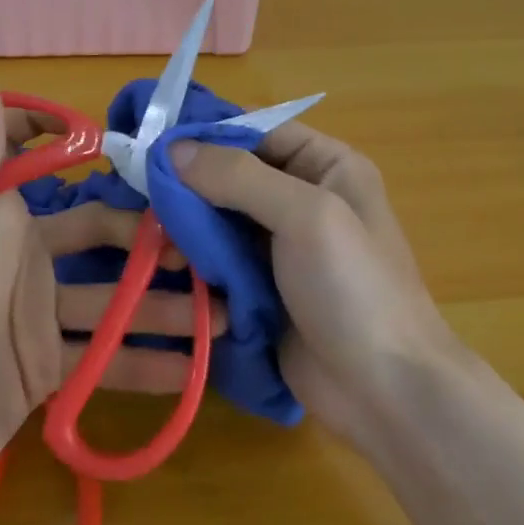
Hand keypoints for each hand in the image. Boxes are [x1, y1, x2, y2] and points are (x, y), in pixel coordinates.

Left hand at [0, 82, 226, 516]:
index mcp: (1, 219)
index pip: (45, 166)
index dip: (83, 150)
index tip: (144, 154)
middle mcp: (27, 259)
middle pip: (103, 238)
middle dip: (153, 240)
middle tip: (211, 247)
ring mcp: (38, 317)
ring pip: (114, 301)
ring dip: (164, 306)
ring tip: (223, 310)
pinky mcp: (46, 370)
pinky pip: (105, 360)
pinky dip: (145, 364)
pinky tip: (194, 369)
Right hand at [172, 123, 452, 442]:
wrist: (387, 394)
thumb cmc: (354, 288)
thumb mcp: (305, 215)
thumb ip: (239, 176)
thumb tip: (173, 147)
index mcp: (327, 166)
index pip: (258, 131)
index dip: (208, 132)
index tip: (153, 139)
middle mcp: (303, 197)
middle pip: (234, 174)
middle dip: (190, 182)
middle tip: (136, 190)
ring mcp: (282, 246)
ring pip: (221, 218)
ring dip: (187, 223)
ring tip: (145, 231)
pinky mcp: (263, 288)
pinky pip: (220, 259)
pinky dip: (193, 258)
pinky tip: (161, 260)